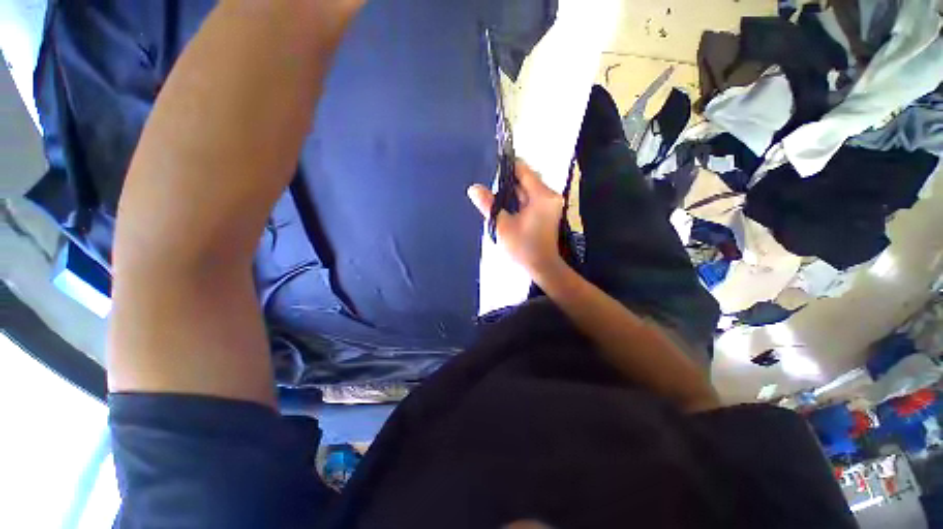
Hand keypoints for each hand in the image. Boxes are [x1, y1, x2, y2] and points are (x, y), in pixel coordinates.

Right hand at [468, 160, 565, 275]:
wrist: (541, 267)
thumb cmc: (523, 249)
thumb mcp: (502, 226)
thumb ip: (488, 205)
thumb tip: (474, 188)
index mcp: (542, 196)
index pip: (523, 170)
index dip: (506, 168)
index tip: (492, 171)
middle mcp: (550, 195)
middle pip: (525, 180)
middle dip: (507, 187)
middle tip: (493, 198)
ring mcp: (550, 203)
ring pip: (526, 190)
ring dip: (512, 196)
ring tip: (500, 209)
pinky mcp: (548, 211)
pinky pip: (530, 199)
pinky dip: (518, 203)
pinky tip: (509, 214)